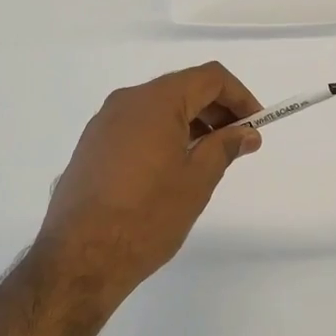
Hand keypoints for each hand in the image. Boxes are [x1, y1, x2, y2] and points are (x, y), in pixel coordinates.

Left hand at [37, 63, 262, 299]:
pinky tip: (172, 169)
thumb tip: (246, 133)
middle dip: (216, 110)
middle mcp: (127, 101)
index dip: (239, 96)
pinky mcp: (92, 146)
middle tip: (237, 143)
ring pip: (158, 108)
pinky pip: (137, 126)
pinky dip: (163, 135)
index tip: (255, 126)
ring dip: (190, 124)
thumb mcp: (197, 180)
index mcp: (156, 101)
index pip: (209, 77)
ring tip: (208, 159)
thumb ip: (225, 147)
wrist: (80, 258)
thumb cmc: (147, 215)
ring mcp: (104, 123)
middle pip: (183, 88)